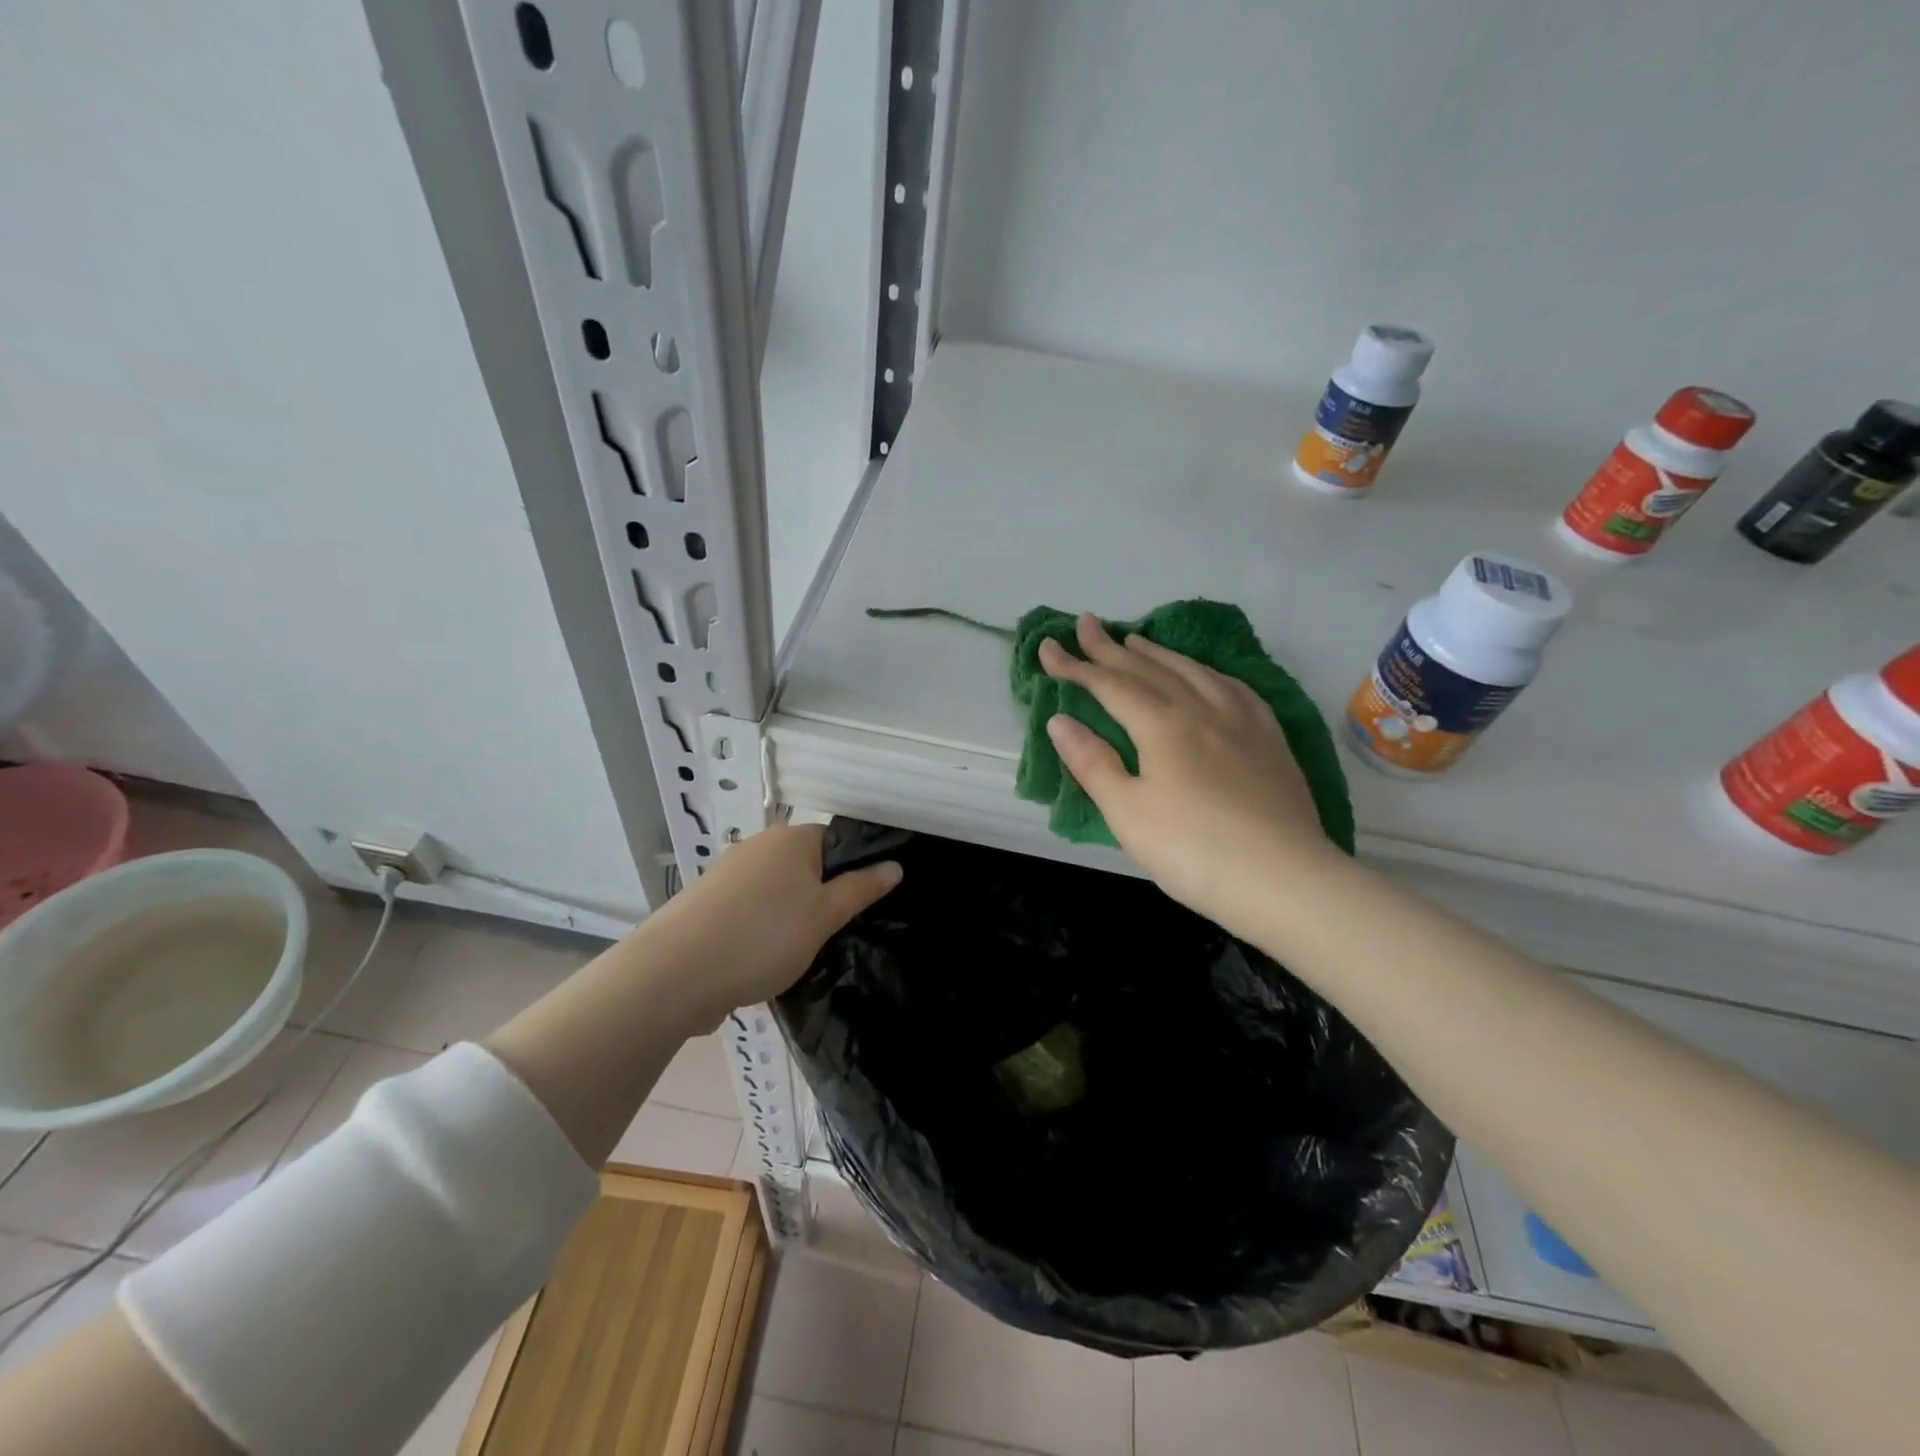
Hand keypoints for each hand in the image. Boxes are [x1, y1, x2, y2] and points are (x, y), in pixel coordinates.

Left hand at [643, 822, 900, 1021]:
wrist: (675, 973)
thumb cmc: (764, 936)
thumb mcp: (825, 916)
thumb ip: (861, 889)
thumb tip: (895, 866)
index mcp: (791, 838)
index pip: (836, 841)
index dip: (854, 871)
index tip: (861, 906)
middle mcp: (758, 845)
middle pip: (805, 865)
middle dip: (821, 896)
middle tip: (834, 933)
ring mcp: (728, 873)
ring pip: (777, 890)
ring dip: (790, 915)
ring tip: (799, 952)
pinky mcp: (706, 903)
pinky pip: (750, 909)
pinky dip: (762, 928)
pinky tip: (763, 959)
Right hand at [1038, 614, 1342, 935]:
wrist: (1284, 879)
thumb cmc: (1193, 851)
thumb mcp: (1128, 813)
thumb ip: (1093, 763)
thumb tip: (1060, 720)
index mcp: (1162, 725)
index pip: (1109, 685)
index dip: (1075, 666)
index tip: (1047, 647)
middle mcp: (1201, 708)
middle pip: (1149, 669)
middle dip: (1111, 647)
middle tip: (1086, 623)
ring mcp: (1241, 720)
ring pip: (1192, 671)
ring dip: (1158, 653)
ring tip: (1137, 639)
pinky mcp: (1270, 738)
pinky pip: (1234, 687)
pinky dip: (1207, 672)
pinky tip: (1206, 675)